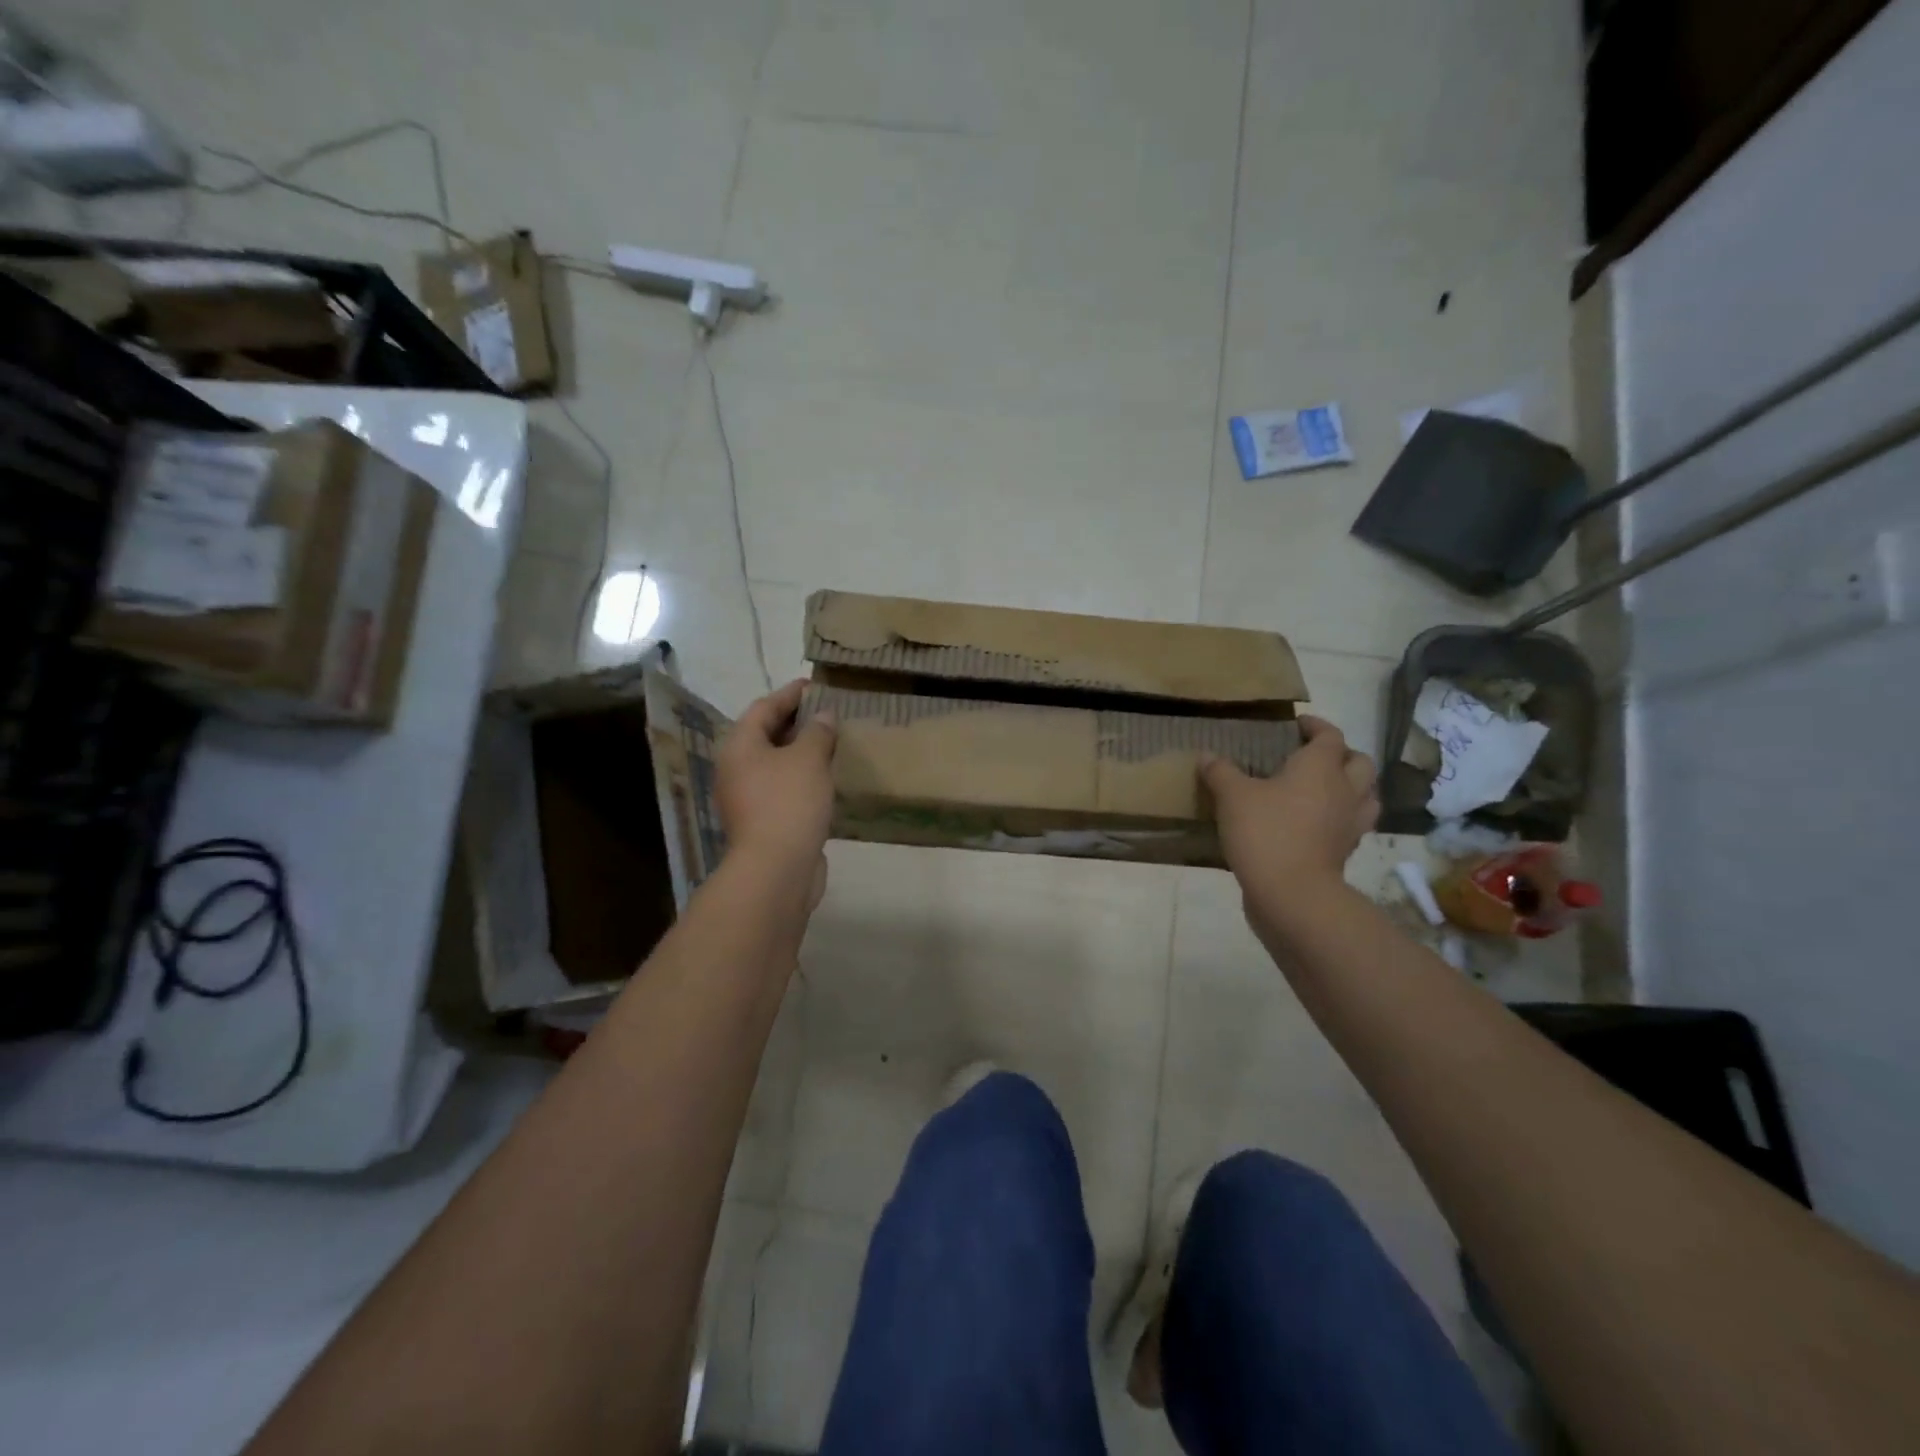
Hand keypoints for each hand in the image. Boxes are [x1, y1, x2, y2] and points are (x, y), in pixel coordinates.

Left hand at [716, 680, 837, 902]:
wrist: (777, 869)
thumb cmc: (789, 803)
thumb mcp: (809, 759)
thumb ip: (818, 732)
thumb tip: (823, 716)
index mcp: (739, 746)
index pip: (764, 708)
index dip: (790, 694)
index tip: (814, 685)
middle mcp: (736, 769)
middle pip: (765, 735)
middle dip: (795, 723)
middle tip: (826, 713)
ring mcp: (747, 799)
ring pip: (775, 764)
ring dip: (800, 753)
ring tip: (830, 743)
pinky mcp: (763, 822)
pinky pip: (783, 788)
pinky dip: (802, 778)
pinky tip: (825, 779)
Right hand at [1201, 715, 1378, 905]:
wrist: (1292, 893)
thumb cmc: (1265, 832)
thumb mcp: (1232, 797)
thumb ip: (1220, 772)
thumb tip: (1206, 756)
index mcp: (1320, 767)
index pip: (1330, 735)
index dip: (1316, 726)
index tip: (1297, 724)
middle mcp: (1345, 790)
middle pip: (1359, 762)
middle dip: (1341, 754)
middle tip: (1315, 757)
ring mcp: (1351, 823)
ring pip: (1367, 794)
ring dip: (1352, 786)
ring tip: (1326, 789)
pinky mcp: (1346, 851)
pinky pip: (1352, 825)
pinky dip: (1341, 817)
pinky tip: (1318, 823)